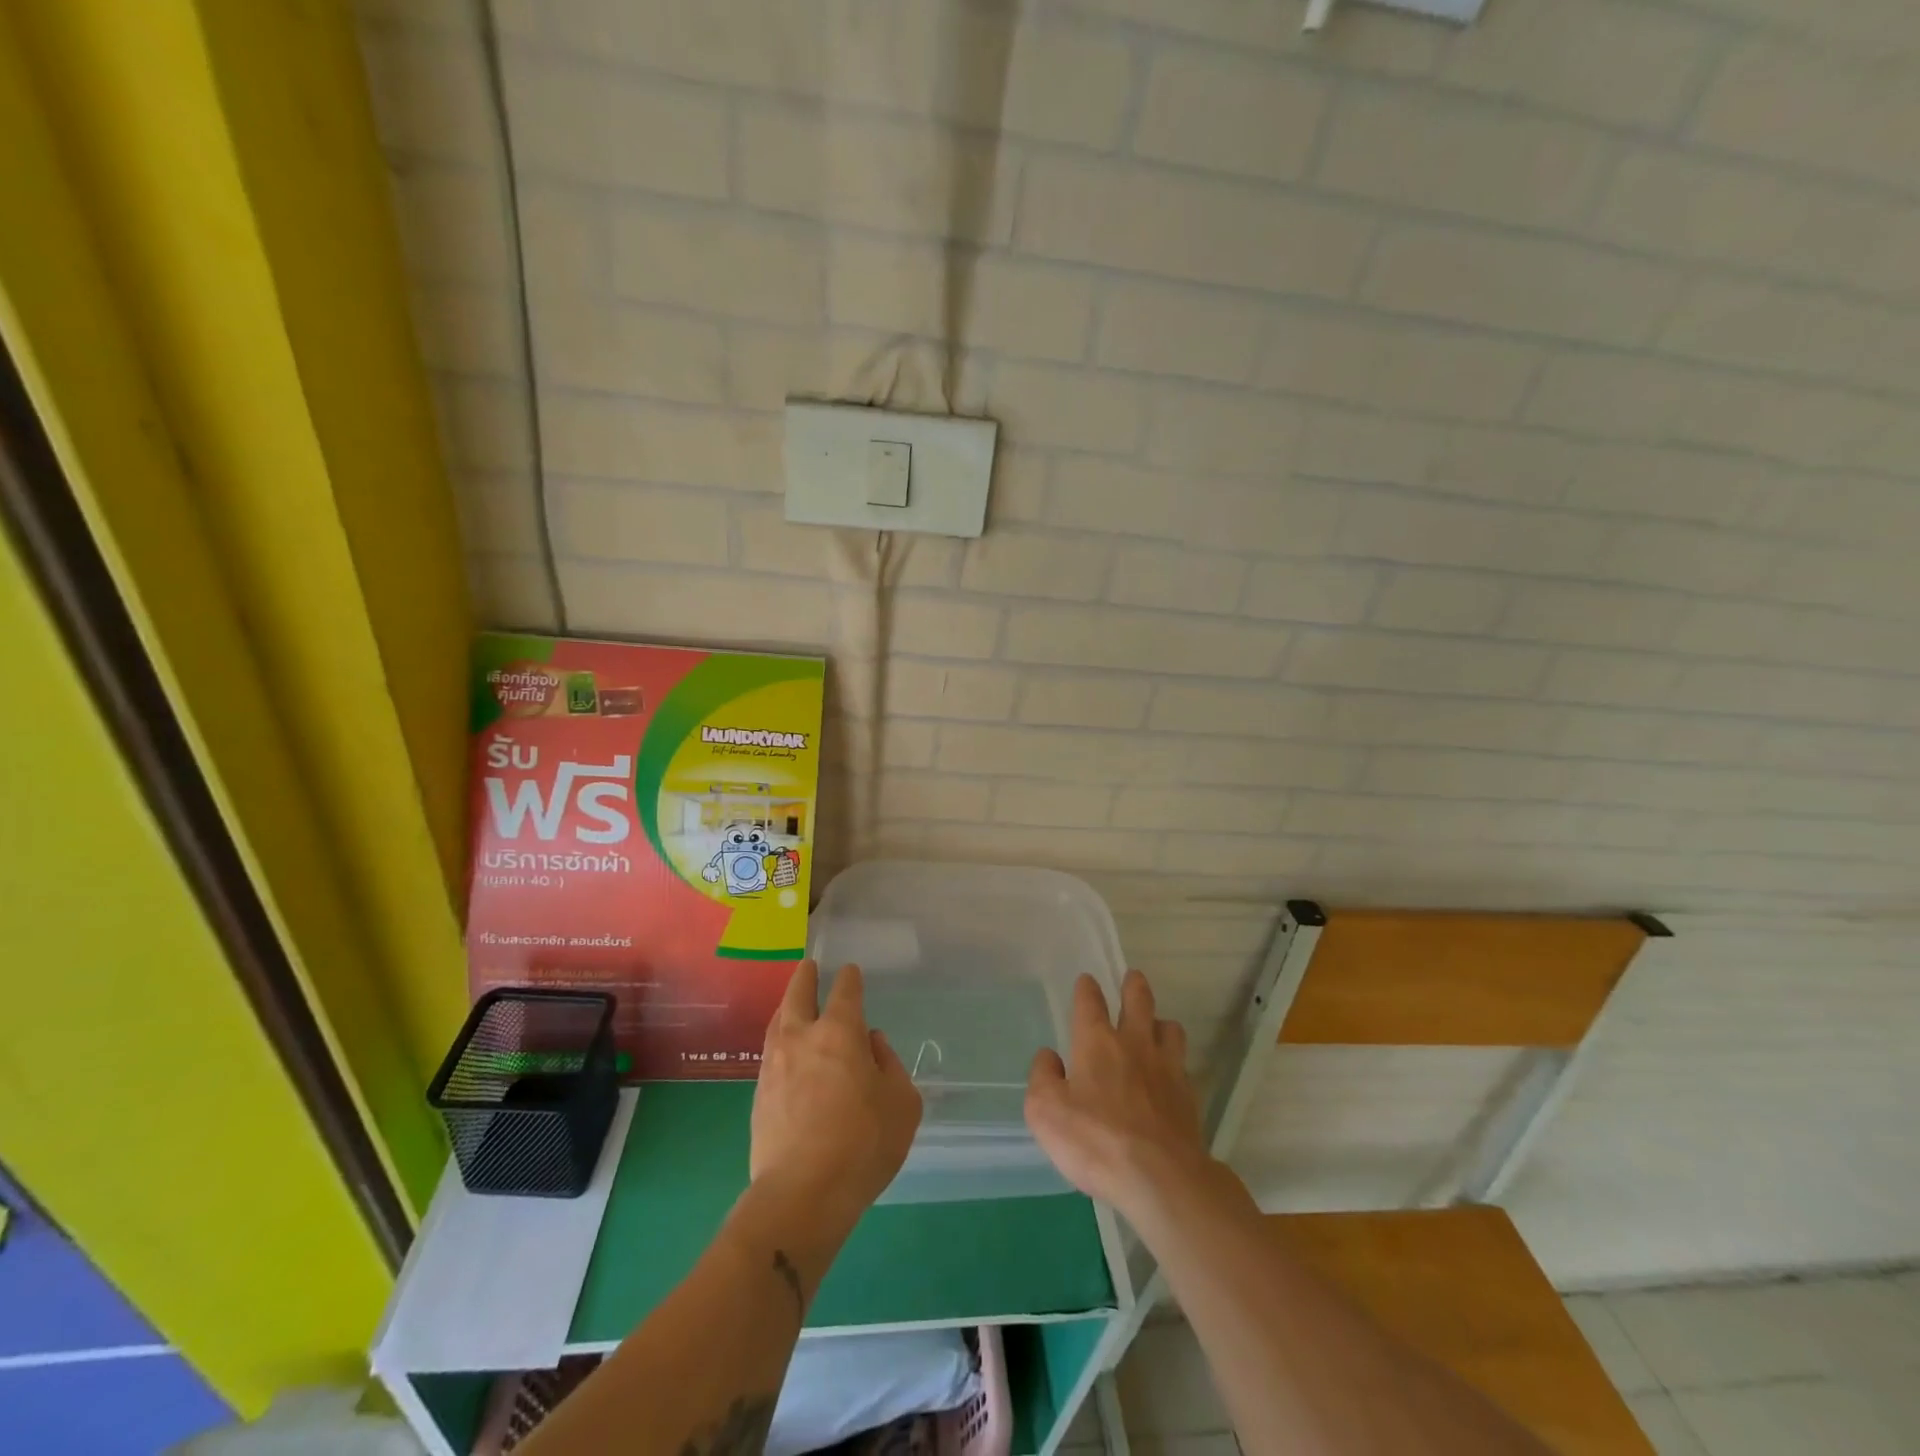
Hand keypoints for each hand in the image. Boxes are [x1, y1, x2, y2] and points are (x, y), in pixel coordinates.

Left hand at [750, 961, 922, 1235]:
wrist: (801, 1194)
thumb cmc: (863, 1144)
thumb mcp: (902, 1103)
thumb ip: (890, 1065)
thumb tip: (872, 1045)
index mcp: (840, 1032)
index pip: (845, 991)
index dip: (850, 978)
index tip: (851, 972)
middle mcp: (802, 1038)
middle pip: (798, 994)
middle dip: (805, 976)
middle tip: (809, 967)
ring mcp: (774, 1065)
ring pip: (778, 1021)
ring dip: (788, 1006)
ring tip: (793, 1004)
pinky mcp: (758, 1095)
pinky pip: (770, 1053)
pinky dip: (781, 1041)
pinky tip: (786, 1053)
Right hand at [1025, 970, 1217, 1220]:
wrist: (1160, 1179)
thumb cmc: (1094, 1140)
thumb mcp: (1045, 1112)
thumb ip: (1042, 1078)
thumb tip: (1049, 1057)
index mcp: (1096, 1042)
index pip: (1090, 1002)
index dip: (1087, 989)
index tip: (1087, 981)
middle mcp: (1134, 1044)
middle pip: (1139, 1001)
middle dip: (1134, 986)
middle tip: (1133, 978)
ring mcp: (1167, 1068)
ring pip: (1169, 1028)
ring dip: (1160, 1022)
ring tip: (1155, 1027)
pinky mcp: (1188, 1096)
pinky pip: (1182, 1065)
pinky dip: (1174, 1062)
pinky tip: (1169, 1076)